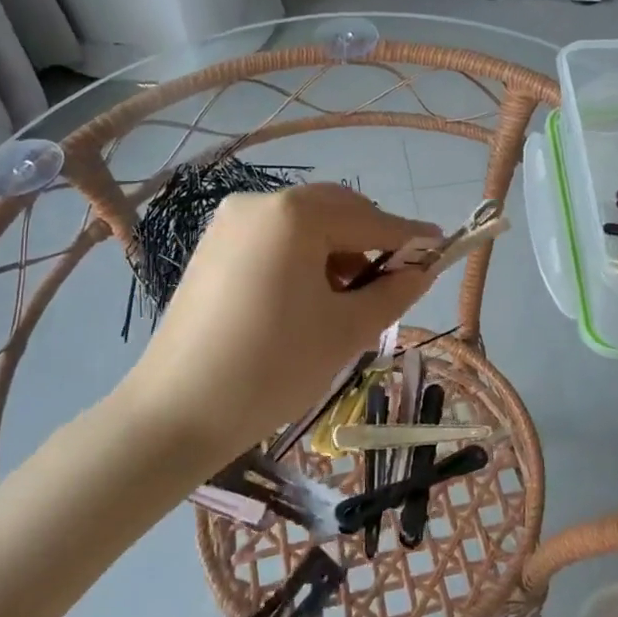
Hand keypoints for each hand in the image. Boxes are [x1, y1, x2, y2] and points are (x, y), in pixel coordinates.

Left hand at [132, 184, 442, 442]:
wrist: (176, 413)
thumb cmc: (272, 368)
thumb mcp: (346, 330)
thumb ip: (394, 292)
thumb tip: (423, 270)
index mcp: (295, 215)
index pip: (370, 220)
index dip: (409, 237)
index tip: (442, 247)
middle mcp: (260, 203)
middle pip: (335, 210)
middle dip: (369, 241)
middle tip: (392, 283)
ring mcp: (230, 222)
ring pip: (304, 223)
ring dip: (336, 249)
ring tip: (347, 298)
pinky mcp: (213, 246)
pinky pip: (275, 237)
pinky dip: (302, 256)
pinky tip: (308, 296)